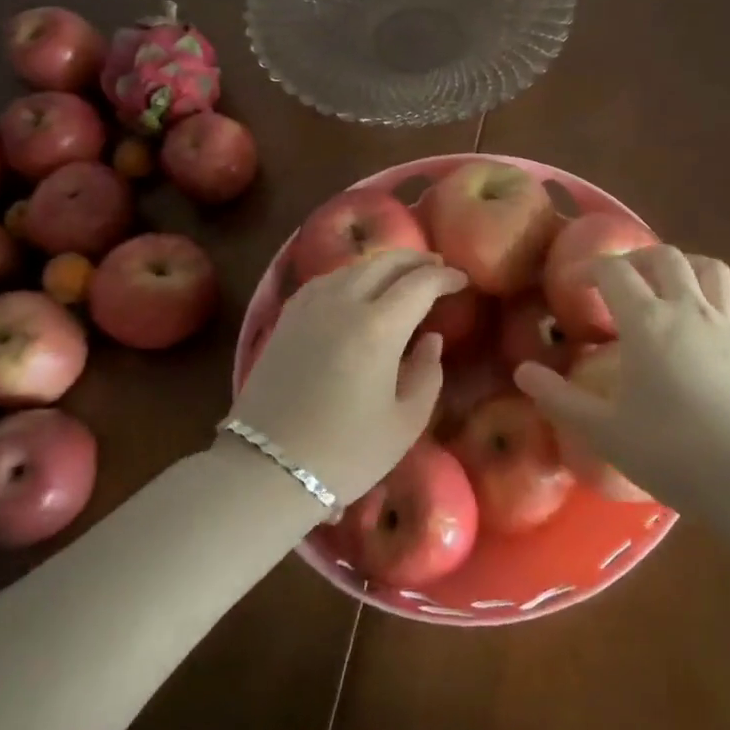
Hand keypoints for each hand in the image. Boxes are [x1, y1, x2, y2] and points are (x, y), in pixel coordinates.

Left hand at [225, 250, 467, 506]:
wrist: (267, 469)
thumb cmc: (346, 453)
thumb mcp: (405, 422)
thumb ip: (428, 373)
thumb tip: (431, 338)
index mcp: (378, 327)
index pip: (419, 283)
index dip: (444, 277)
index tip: (461, 280)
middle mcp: (343, 303)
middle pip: (385, 263)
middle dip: (416, 260)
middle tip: (437, 267)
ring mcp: (310, 306)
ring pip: (354, 266)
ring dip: (384, 264)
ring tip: (402, 274)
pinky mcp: (286, 317)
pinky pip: (326, 279)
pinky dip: (352, 274)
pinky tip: (358, 286)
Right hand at [514, 246, 729, 516]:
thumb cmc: (676, 453)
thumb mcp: (606, 432)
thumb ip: (560, 399)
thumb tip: (523, 372)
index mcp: (648, 322)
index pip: (614, 271)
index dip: (588, 270)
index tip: (572, 286)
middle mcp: (689, 309)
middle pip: (664, 256)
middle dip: (634, 259)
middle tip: (616, 283)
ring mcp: (726, 324)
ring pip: (707, 267)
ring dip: (680, 266)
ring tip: (662, 288)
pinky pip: (728, 300)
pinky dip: (708, 297)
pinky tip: (697, 326)